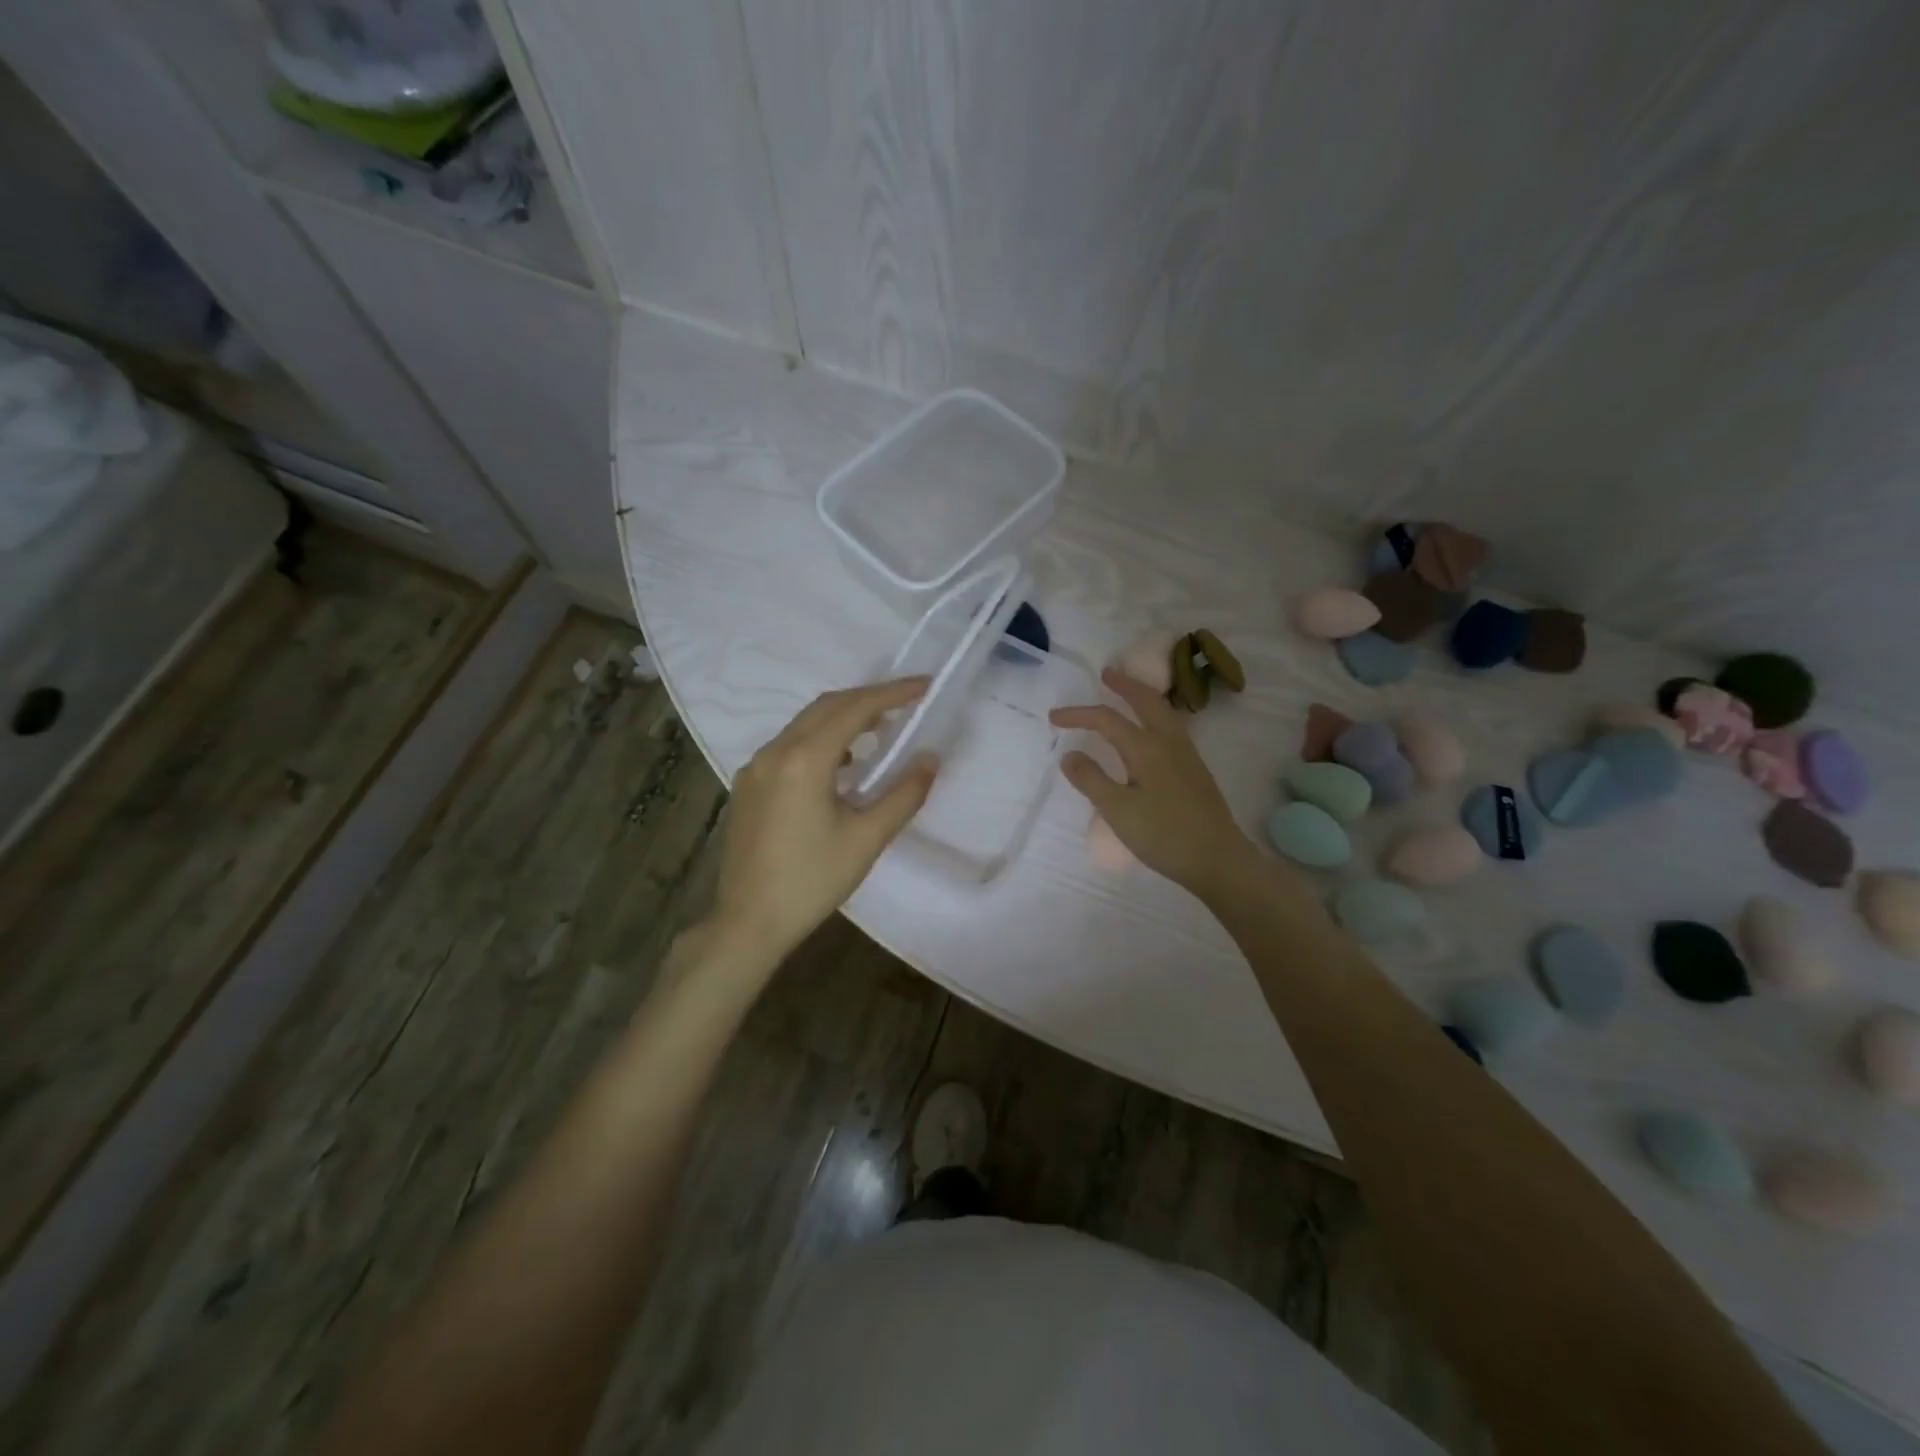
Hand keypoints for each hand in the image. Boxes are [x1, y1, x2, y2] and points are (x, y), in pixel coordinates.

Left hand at [709, 678, 938, 967]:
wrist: (748, 922)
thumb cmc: (812, 881)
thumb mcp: (867, 839)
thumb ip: (903, 794)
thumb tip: (930, 758)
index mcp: (804, 760)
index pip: (854, 708)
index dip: (892, 693)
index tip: (924, 686)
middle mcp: (775, 752)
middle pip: (826, 707)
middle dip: (868, 698)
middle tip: (906, 704)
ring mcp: (756, 768)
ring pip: (805, 724)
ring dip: (843, 718)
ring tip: (880, 730)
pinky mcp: (748, 785)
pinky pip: (789, 745)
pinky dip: (821, 739)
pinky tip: (841, 764)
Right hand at [1050, 667, 1254, 893]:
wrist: (1217, 859)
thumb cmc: (1163, 835)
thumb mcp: (1117, 810)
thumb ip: (1091, 780)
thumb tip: (1070, 754)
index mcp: (1147, 748)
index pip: (1107, 719)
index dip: (1079, 715)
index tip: (1053, 717)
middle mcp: (1169, 742)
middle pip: (1147, 701)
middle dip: (1125, 685)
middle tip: (1107, 674)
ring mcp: (1187, 755)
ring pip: (1164, 712)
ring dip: (1144, 697)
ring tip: (1129, 693)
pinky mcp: (1195, 770)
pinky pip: (1172, 727)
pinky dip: (1156, 715)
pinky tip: (1152, 730)